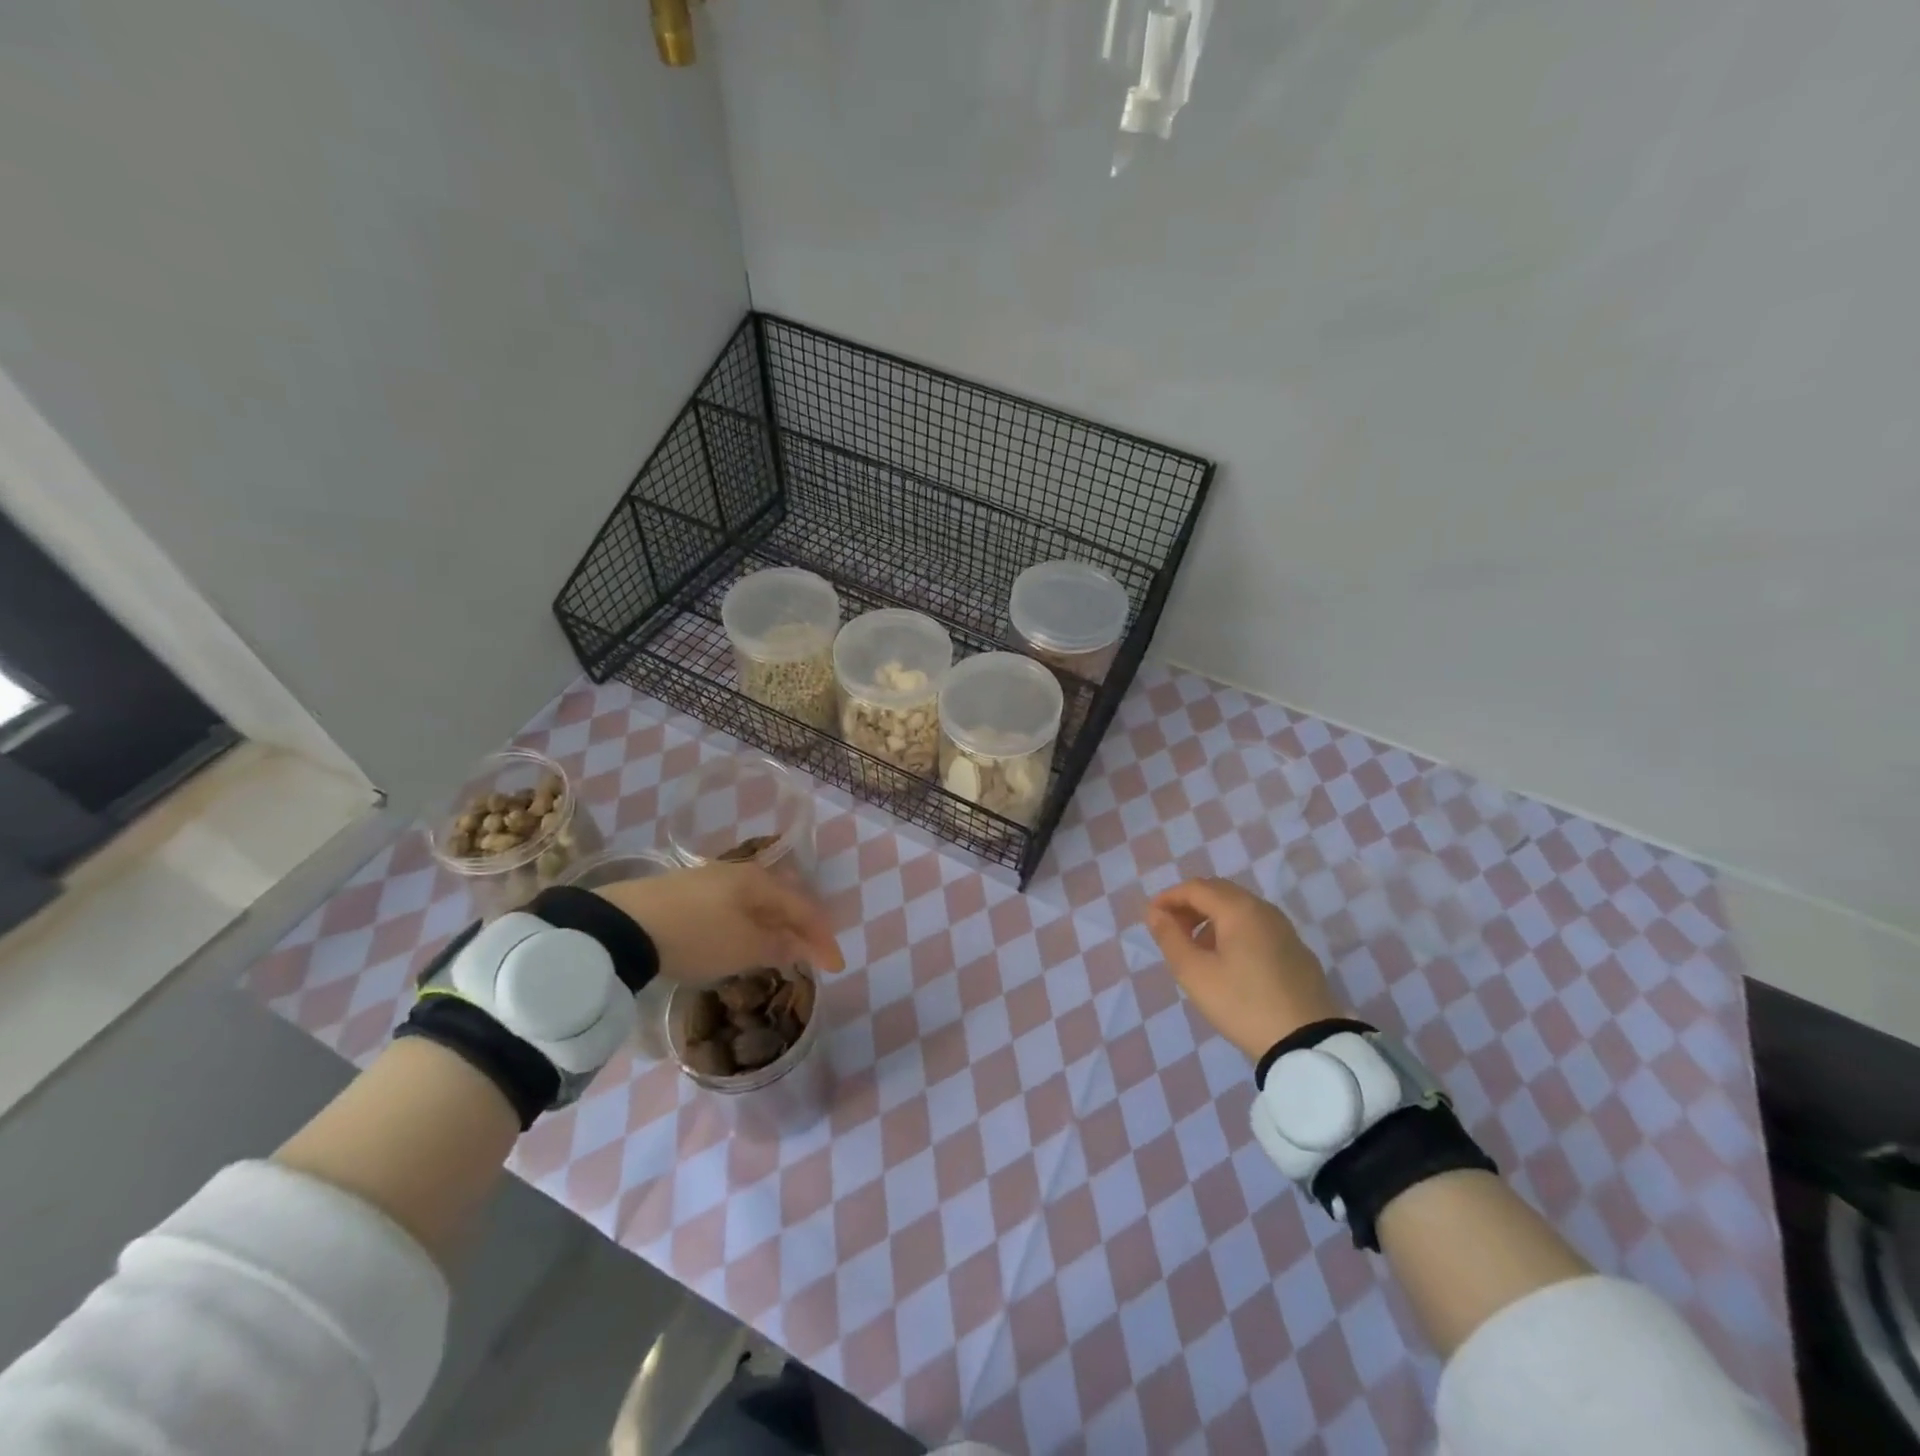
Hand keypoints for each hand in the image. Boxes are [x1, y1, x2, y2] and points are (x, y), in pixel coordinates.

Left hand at [594, 862, 844, 984]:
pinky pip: (736, 907)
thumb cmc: (696, 935)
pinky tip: (742, 937)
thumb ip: (778, 946)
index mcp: (762, 882)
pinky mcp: (688, 893)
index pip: (805, 909)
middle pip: (783, 900)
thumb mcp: (743, 947)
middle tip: (811, 952)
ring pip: (758, 902)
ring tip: (780, 948)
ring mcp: (712, 880)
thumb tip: (800, 946)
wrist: (623, 924)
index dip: (823, 939)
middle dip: (801, 926)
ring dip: (774, 925)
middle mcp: (742, 873)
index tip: (836, 967)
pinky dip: (750, 924)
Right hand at [1145, 877, 1346, 1060]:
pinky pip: (1256, 926)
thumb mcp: (1195, 974)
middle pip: (1219, 892)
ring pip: (1239, 909)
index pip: (1196, 888)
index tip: (1150, 917)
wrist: (1308, 1044)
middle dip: (1190, 905)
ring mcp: (1284, 929)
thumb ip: (1170, 938)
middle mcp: (1264, 909)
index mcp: (1239, 909)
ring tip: (1195, 948)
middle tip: (1170, 929)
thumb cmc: (1242, 1004)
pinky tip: (1227, 961)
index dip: (1168, 898)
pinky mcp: (1296, 950)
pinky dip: (1233, 931)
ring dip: (1211, 918)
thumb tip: (1155, 913)